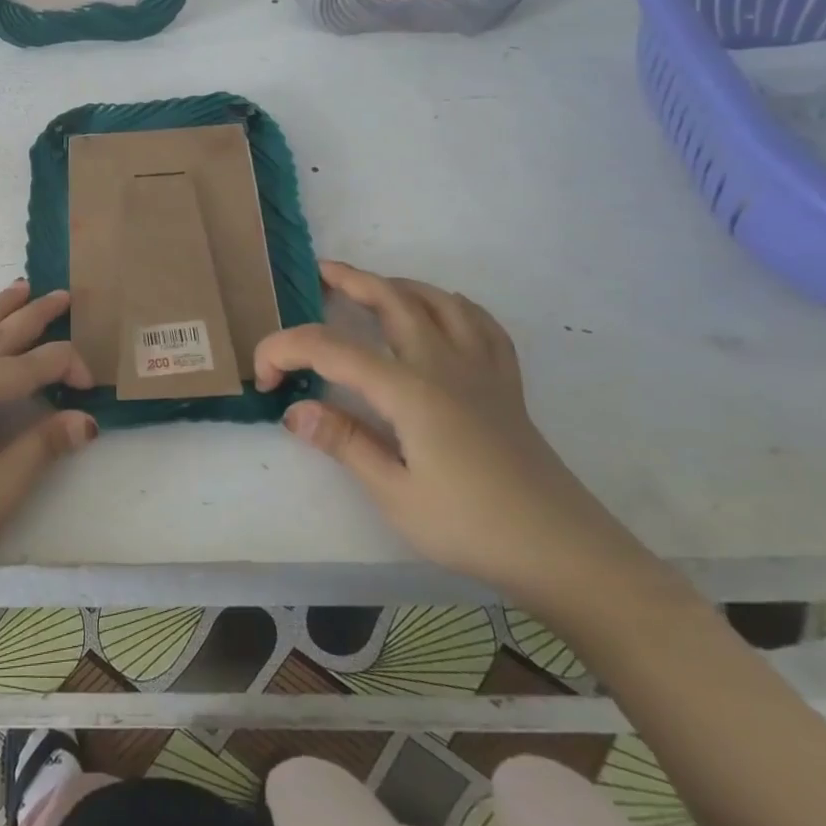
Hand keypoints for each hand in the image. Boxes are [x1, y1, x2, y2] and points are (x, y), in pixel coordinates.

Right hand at [255, 261, 657, 610]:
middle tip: (319, 274)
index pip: (331, 350)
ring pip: (438, 302)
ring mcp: (480, 370)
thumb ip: (344, 442)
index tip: (261, 378)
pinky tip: (442, 314)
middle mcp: (443, 365)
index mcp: (409, 390)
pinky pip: (480, 324)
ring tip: (373, 288)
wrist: (564, 552)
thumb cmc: (472, 527)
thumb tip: (293, 410)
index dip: (285, 351)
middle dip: (351, 281)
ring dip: (398, 285)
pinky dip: (453, 306)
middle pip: (392, 301)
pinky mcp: (505, 384)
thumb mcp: (395, 494)